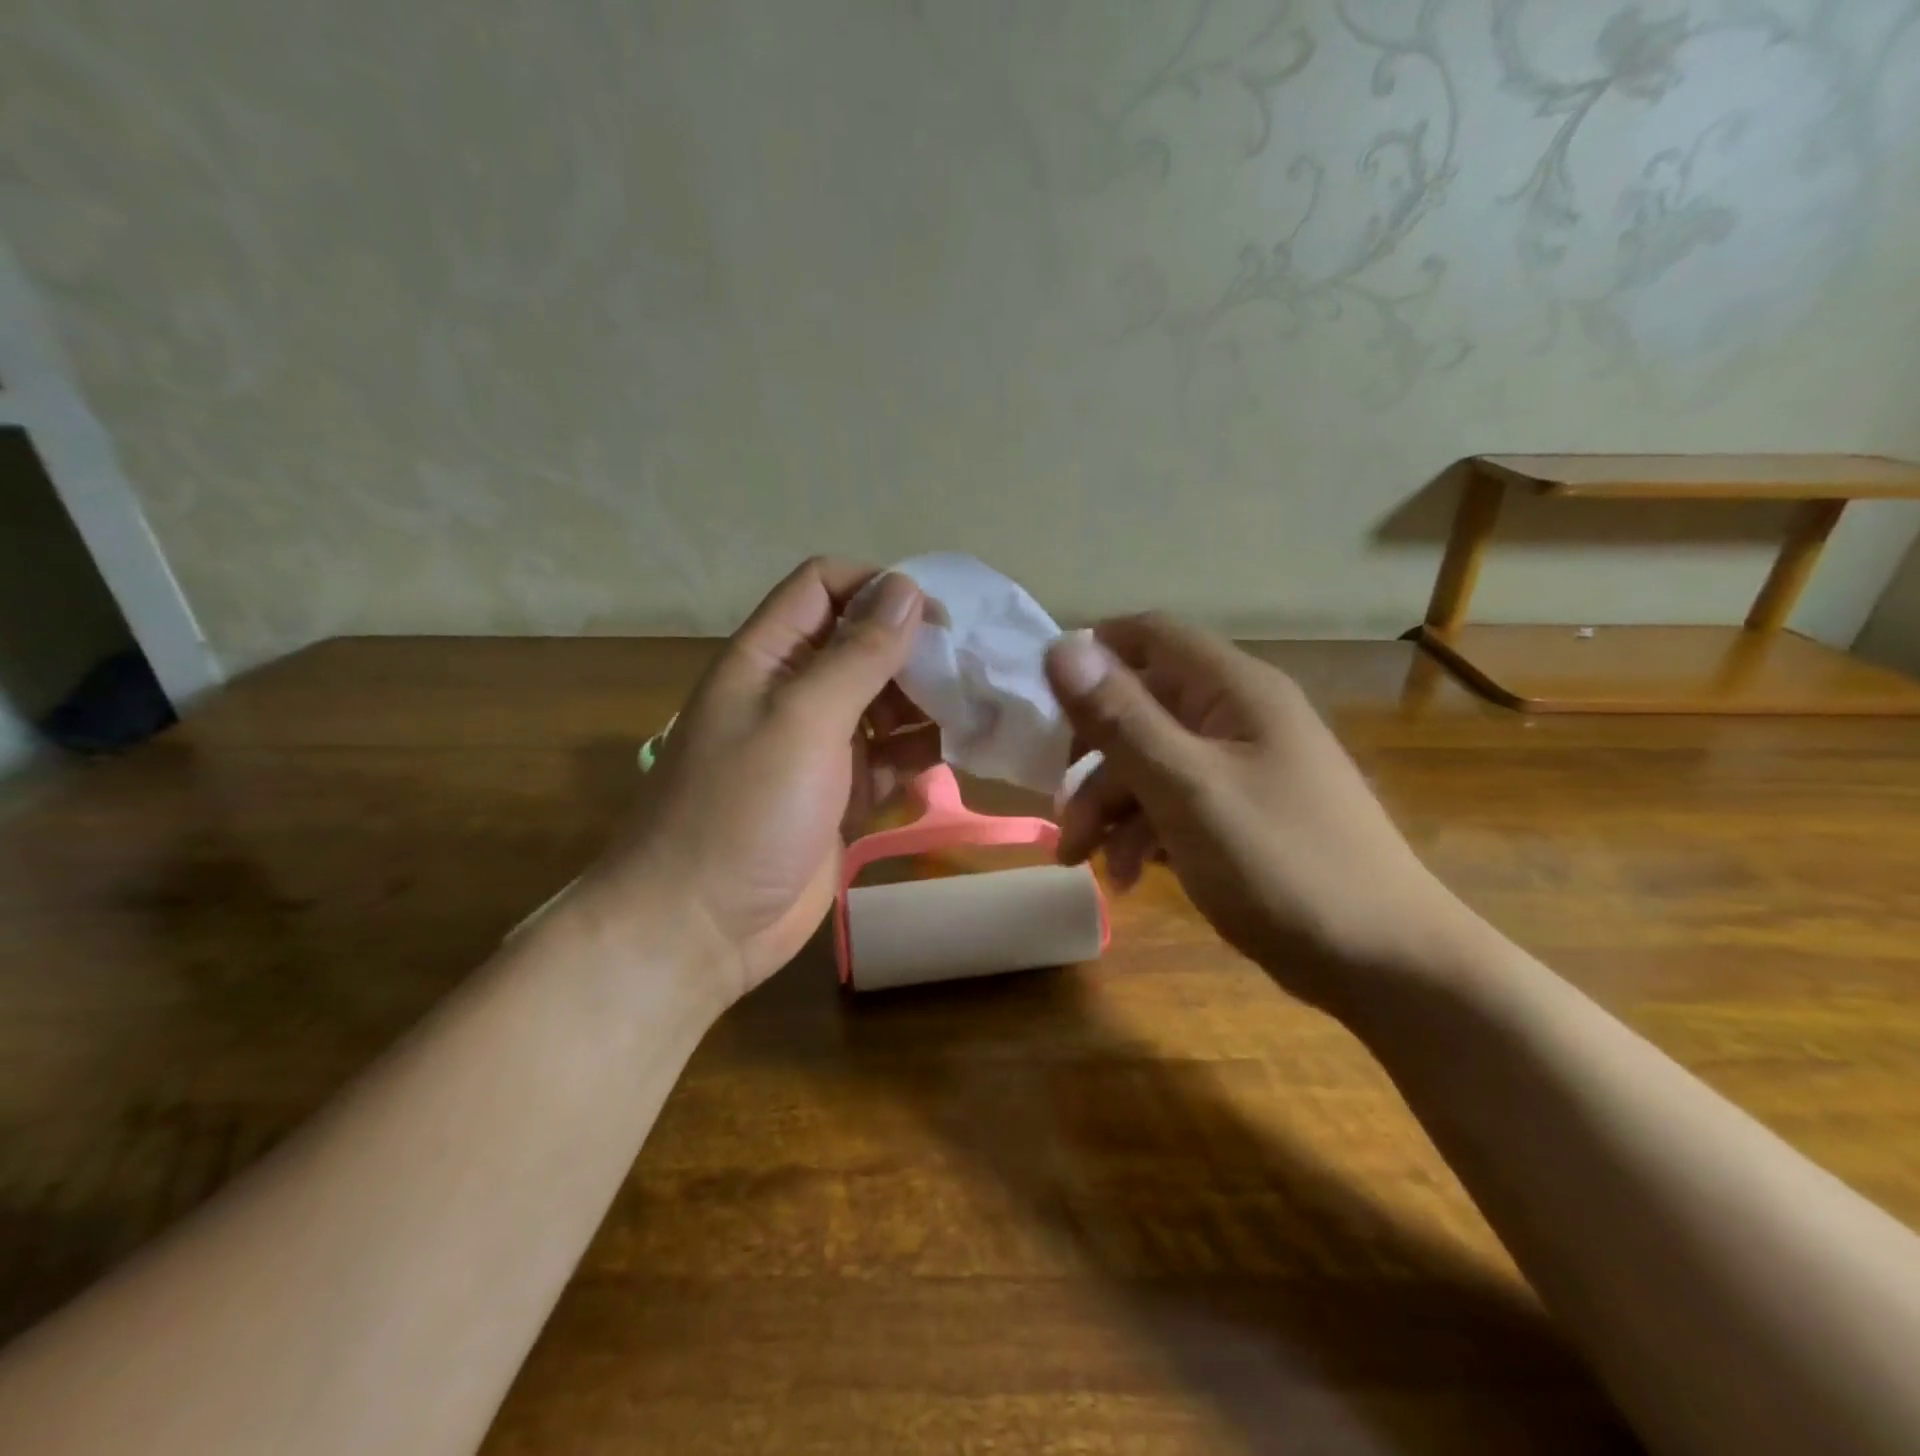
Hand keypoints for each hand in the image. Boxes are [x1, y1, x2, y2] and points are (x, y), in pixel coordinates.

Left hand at [591, 559, 940, 1002]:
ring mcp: (818, 747)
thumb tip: (905, 588)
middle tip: (971, 671)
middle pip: (862, 645)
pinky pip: (888, 758)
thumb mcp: (801, 721)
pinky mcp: (839, 796)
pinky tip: (951, 759)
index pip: (824, 586)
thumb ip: (856, 655)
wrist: (699, 928)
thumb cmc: (742, 811)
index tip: (937, 617)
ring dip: (925, 704)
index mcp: (768, 657)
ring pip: (883, 703)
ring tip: (975, 714)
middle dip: (915, 651)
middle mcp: (794, 692)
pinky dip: (917, 754)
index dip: (878, 588)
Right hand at [1044, 616, 1470, 1012]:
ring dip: (1109, 807)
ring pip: (1151, 763)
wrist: (1384, 964)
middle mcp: (1237, 715)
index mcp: (1233, 690)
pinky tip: (1129, 876)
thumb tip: (1061, 647)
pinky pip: (1175, 803)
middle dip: (1091, 759)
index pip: (1147, 635)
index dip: (1090, 658)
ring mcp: (1242, 767)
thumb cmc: (1283, 865)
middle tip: (1060, 811)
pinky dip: (1143, 832)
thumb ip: (1122, 719)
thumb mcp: (1188, 790)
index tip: (1043, 710)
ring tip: (1084, 861)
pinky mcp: (1242, 814)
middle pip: (1140, 708)